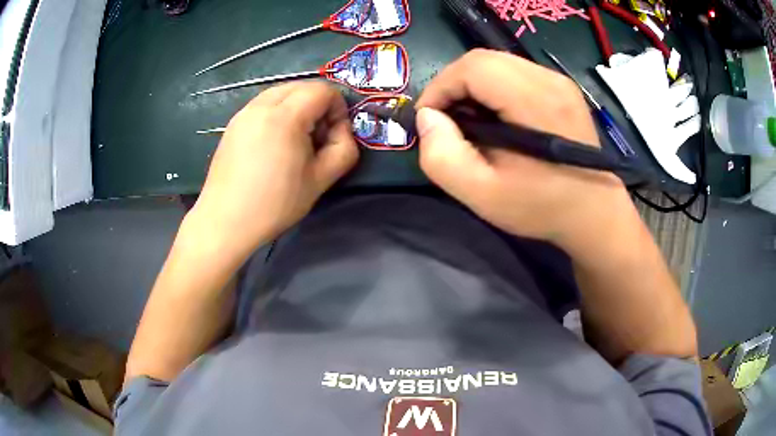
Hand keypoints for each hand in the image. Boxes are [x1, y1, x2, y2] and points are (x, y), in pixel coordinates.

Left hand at [188, 81, 357, 258]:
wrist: (225, 221)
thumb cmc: (274, 204)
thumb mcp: (320, 180)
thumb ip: (344, 149)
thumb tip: (342, 130)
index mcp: (285, 117)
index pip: (322, 90)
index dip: (338, 107)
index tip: (335, 134)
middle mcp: (262, 105)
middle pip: (302, 86)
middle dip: (318, 104)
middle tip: (318, 136)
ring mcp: (244, 112)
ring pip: (281, 92)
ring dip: (298, 106)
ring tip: (296, 139)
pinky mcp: (233, 123)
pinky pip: (264, 104)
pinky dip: (278, 112)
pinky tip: (275, 143)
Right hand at [416, 49, 632, 252]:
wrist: (594, 214)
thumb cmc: (542, 208)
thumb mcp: (483, 195)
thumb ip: (443, 157)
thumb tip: (427, 118)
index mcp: (535, 101)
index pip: (472, 67)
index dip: (440, 87)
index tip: (428, 119)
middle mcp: (550, 80)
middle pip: (483, 59)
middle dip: (453, 85)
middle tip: (445, 120)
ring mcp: (559, 81)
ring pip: (498, 63)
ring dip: (472, 86)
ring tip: (468, 120)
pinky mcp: (563, 88)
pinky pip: (515, 73)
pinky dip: (493, 88)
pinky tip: (495, 118)